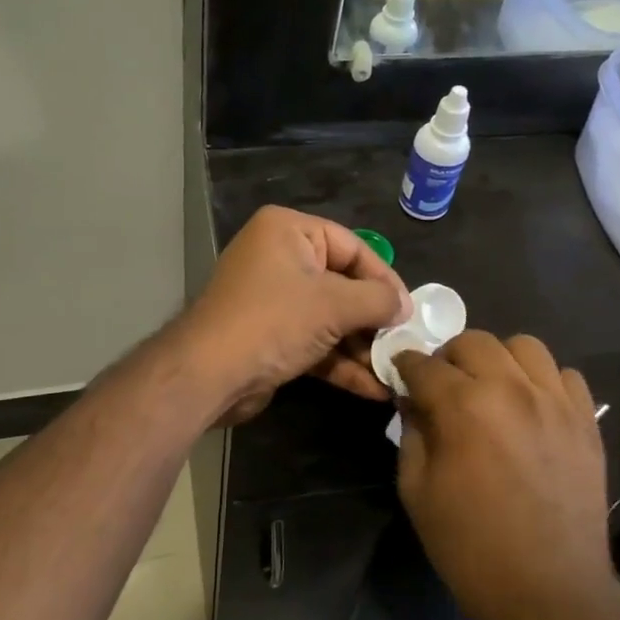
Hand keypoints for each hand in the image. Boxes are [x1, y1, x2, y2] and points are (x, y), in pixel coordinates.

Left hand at [177, 207, 411, 423]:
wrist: (209, 374)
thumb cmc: (273, 321)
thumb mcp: (333, 304)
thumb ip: (377, 300)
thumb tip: (405, 307)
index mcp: (288, 231)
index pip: (352, 246)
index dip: (385, 278)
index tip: (410, 310)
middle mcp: (279, 258)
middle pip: (342, 284)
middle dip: (374, 319)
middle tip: (405, 342)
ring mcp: (274, 300)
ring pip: (330, 318)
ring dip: (362, 347)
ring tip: (396, 370)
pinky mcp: (271, 336)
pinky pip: (315, 342)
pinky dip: (341, 363)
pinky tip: (373, 388)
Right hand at [393, 332, 612, 619]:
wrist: (550, 591)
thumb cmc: (471, 547)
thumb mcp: (417, 492)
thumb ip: (412, 434)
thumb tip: (413, 402)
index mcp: (464, 407)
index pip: (424, 365)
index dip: (404, 366)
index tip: (399, 374)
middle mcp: (512, 390)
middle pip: (474, 342)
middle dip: (448, 357)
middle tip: (442, 386)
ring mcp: (556, 402)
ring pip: (524, 346)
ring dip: (497, 360)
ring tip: (490, 388)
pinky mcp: (586, 421)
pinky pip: (565, 375)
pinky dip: (542, 380)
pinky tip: (531, 406)